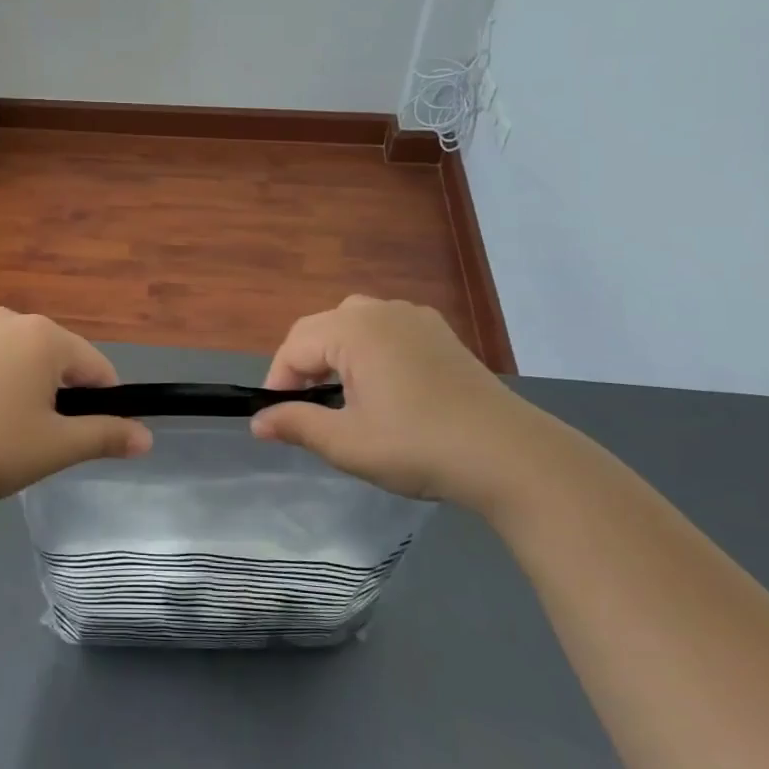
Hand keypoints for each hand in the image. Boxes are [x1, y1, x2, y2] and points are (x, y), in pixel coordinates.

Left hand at [0, 308, 152, 512]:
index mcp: (44, 336)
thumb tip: (147, 438)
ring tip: (2, 434)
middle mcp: (9, 320)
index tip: (85, 438)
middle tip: (39, 440)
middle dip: (58, 396)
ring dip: (24, 390)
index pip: (96, 367)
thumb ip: (105, 436)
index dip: (102, 404)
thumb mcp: (56, 447)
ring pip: (18, 360)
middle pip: (56, 359)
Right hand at [251, 296, 550, 512]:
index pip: (295, 346)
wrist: (510, 456)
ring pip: (354, 323)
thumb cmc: (419, 446)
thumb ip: (297, 425)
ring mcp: (415, 318)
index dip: (278, 381)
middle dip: (303, 364)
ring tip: (338, 393)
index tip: (276, 419)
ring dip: (335, 353)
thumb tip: (258, 422)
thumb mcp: (348, 443)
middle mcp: (381, 312)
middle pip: (321, 327)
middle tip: (304, 407)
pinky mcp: (440, 333)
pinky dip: (369, 348)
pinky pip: (387, 328)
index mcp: (354, 330)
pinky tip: (381, 383)